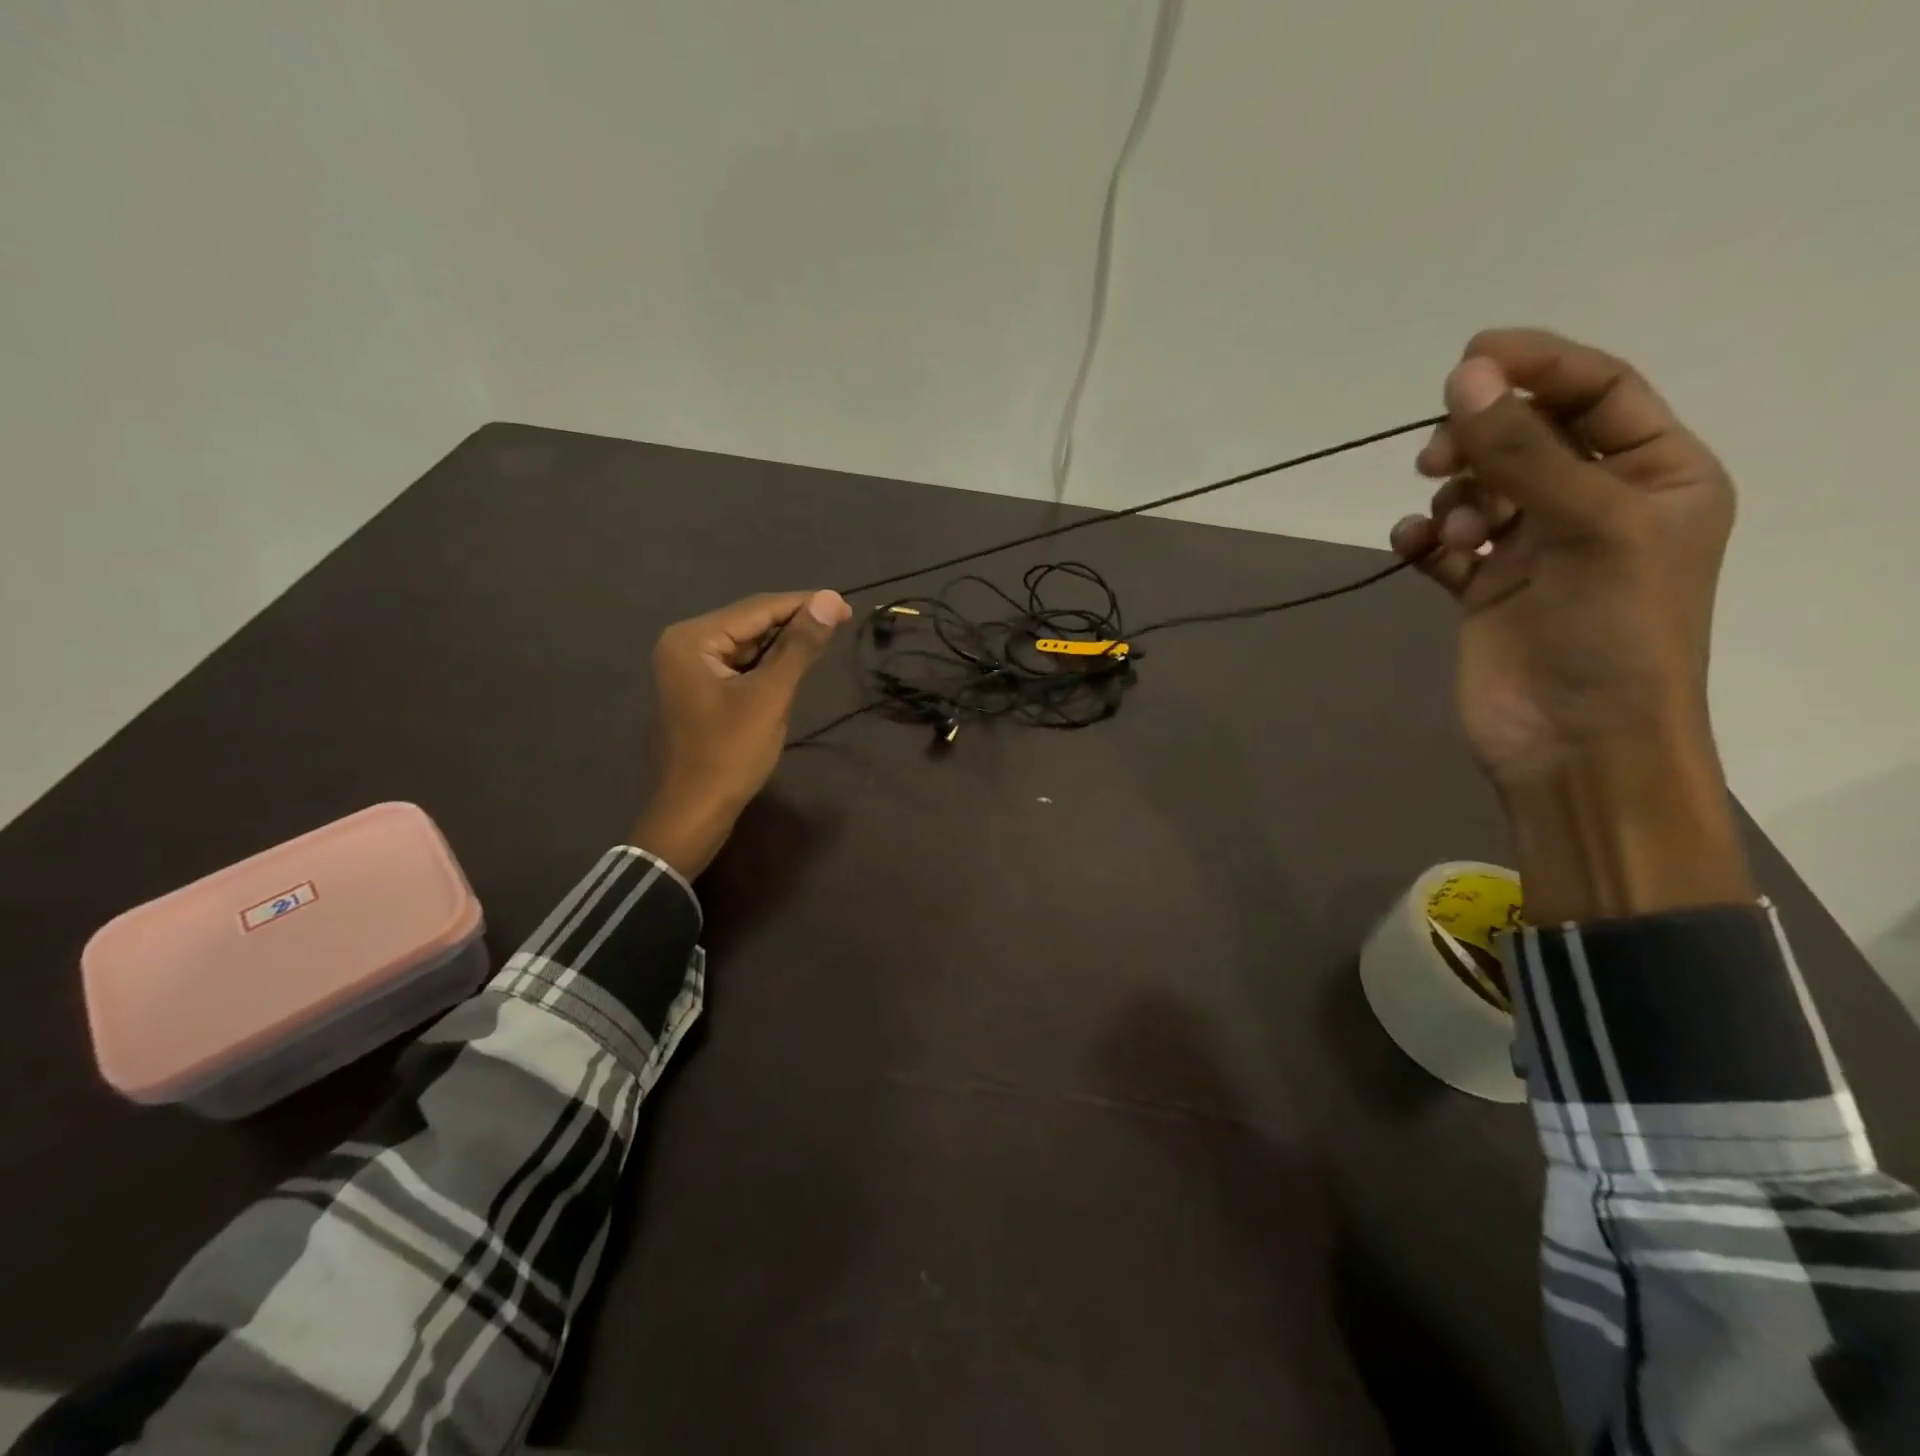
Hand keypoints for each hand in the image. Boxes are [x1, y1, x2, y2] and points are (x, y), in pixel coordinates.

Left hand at [629, 590, 850, 877]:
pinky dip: (769, 666)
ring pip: (748, 645)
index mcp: (693, 639)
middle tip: (841, 623)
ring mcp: (689, 669)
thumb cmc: (730, 753)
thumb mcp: (770, 696)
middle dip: (794, 624)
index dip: (804, 604)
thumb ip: (800, 646)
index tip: (846, 606)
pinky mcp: (700, 690)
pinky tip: (795, 667)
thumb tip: (831, 599)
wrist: (694, 811)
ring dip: (784, 645)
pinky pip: (741, 666)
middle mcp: (686, 644)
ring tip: (825, 642)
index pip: (757, 609)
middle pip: (750, 623)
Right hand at [1391, 329, 1753, 920]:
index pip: (1598, 394)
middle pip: (1527, 438)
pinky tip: (1412, 549)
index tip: (1469, 357)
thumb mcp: (1585, 528)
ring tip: (1447, 528)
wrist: (1575, 744)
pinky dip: (1423, 540)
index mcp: (1656, 477)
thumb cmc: (1611, 633)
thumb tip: (1463, 377)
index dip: (1538, 367)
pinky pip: (1444, 545)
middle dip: (1479, 439)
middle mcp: (1595, 505)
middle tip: (1436, 457)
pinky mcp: (1483, 590)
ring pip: (1479, 489)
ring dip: (1453, 496)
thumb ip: (1521, 451)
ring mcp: (1534, 550)